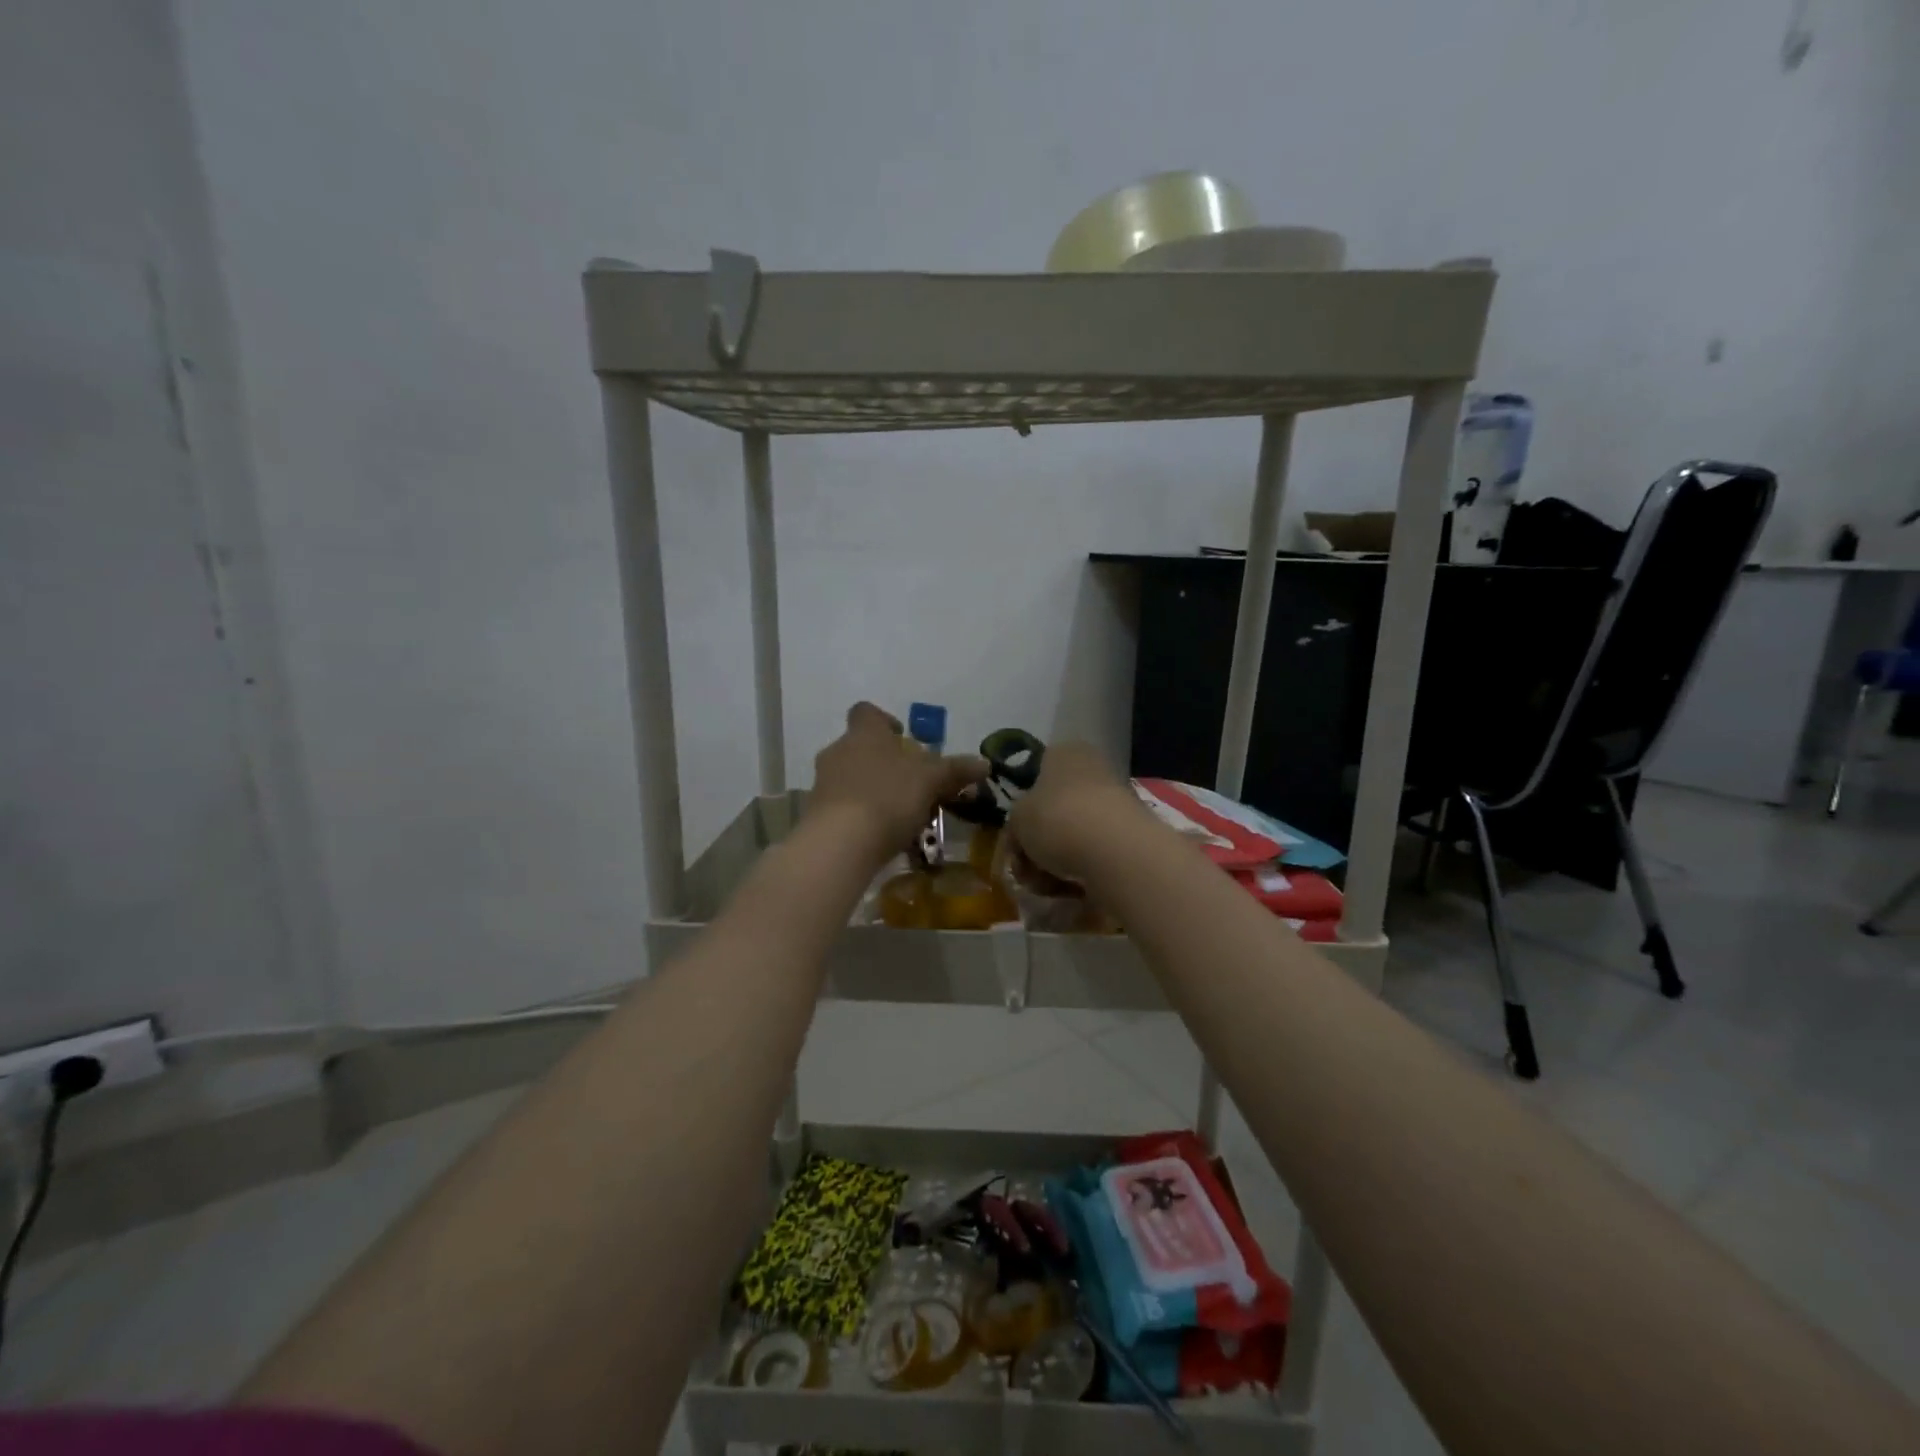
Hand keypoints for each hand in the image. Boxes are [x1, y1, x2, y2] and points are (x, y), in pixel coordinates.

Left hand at [807, 703, 987, 863]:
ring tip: (899, 814)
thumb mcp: (931, 780)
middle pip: (860, 747)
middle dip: (883, 762)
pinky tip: (879, 836)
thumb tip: (984, 763)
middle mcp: (838, 751)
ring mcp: (823, 784)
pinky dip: (859, 816)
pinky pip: (842, 808)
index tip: (902, 738)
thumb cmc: (888, 796)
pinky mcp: (816, 815)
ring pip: (850, 778)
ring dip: (871, 790)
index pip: (867, 713)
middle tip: (910, 782)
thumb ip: (956, 770)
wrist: (840, 842)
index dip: (884, 721)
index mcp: (865, 733)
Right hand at [1007, 740, 1143, 883]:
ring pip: (1071, 836)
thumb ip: (1014, 825)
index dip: (1021, 810)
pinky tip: (1070, 889)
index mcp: (1065, 753)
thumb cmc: (1056, 818)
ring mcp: (1115, 804)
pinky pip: (1093, 855)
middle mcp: (1093, 771)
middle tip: (1024, 869)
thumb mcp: (1016, 818)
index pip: (1036, 775)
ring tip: (1045, 884)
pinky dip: (1079, 872)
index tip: (1013, 838)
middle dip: (1035, 845)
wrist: (1115, 852)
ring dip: (1052, 863)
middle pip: (1053, 811)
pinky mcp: (1129, 837)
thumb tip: (1022, 838)